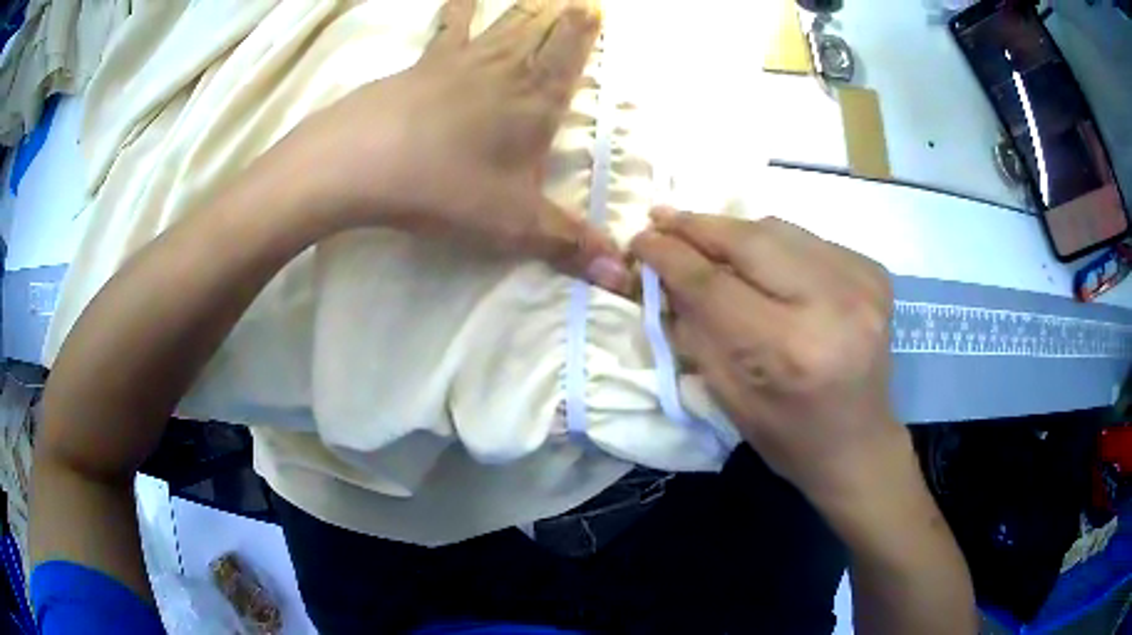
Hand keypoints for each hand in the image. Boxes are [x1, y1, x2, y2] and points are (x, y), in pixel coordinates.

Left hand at [266, 0, 627, 290]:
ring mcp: (459, 60)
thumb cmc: (445, 187)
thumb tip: (619, 275)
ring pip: (503, 22)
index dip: (586, 32)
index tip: (597, 8)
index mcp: (536, 100)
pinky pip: (447, 28)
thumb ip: (569, 244)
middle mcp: (505, 69)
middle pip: (541, 29)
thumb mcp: (514, 225)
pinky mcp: (420, 65)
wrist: (360, 163)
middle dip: (562, 12)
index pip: (570, 55)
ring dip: (526, 6)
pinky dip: (458, 9)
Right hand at [632, 210, 903, 502]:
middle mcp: (832, 305)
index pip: (713, 285)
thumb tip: (663, 274)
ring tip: (702, 234)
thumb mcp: (727, 396)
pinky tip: (760, 260)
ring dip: (734, 231)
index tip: (640, 239)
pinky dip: (774, 243)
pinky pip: (807, 239)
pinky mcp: (873, 270)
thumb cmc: (788, 435)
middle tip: (661, 217)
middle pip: (749, 240)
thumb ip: (694, 329)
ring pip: (778, 229)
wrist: (858, 443)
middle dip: (697, 226)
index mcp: (789, 351)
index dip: (670, 256)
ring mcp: (861, 281)